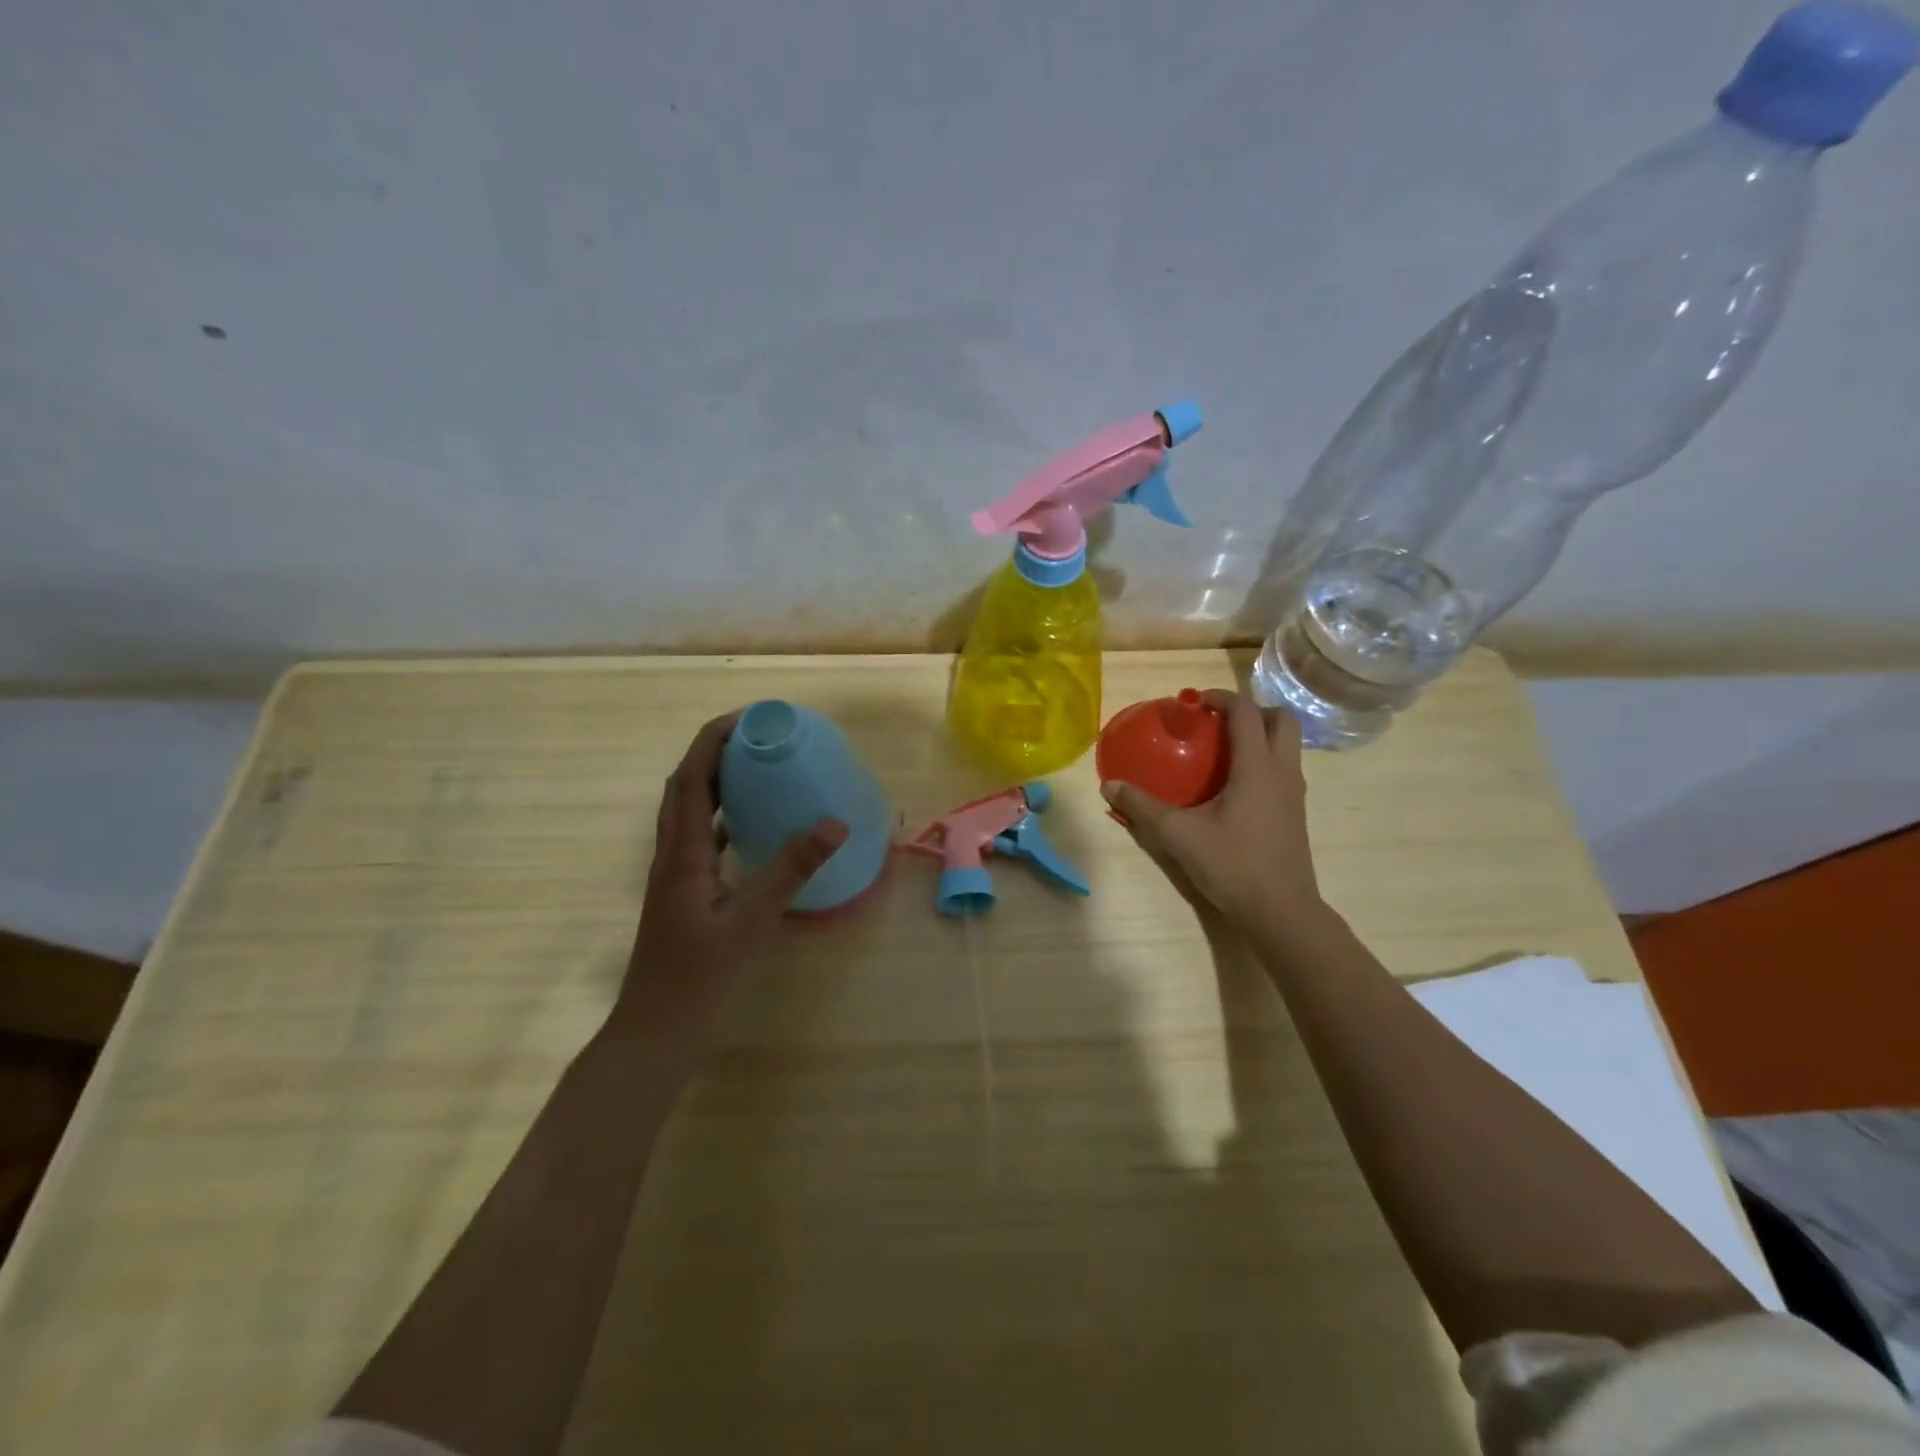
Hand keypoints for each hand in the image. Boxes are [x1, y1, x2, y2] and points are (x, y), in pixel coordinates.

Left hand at [609, 712, 847, 1053]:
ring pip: (688, 810)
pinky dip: (721, 816)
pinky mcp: (681, 892)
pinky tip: (748, 825)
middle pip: (684, 785)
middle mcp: (671, 854)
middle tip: (757, 736)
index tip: (750, 717)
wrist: (656, 1029)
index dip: (714, 739)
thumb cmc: (698, 977)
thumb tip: (833, 823)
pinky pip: (699, 837)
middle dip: (715, 750)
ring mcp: (673, 874)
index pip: (692, 777)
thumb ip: (791, 870)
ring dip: (715, 780)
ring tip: (755, 768)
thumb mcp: (751, 922)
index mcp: (682, 852)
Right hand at [1101, 690, 1321, 931]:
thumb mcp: (1178, 834)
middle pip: (1281, 720)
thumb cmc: (1232, 864)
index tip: (1193, 702)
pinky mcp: (1295, 813)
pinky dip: (1263, 761)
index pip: (1246, 712)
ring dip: (1260, 736)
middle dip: (1252, 711)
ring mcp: (1294, 793)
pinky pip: (1283, 770)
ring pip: (1287, 746)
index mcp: (1257, 766)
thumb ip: (1143, 807)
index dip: (1220, 698)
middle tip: (1218, 723)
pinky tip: (1232, 788)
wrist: (1280, 910)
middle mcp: (1282, 771)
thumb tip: (1109, 785)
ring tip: (1222, 751)